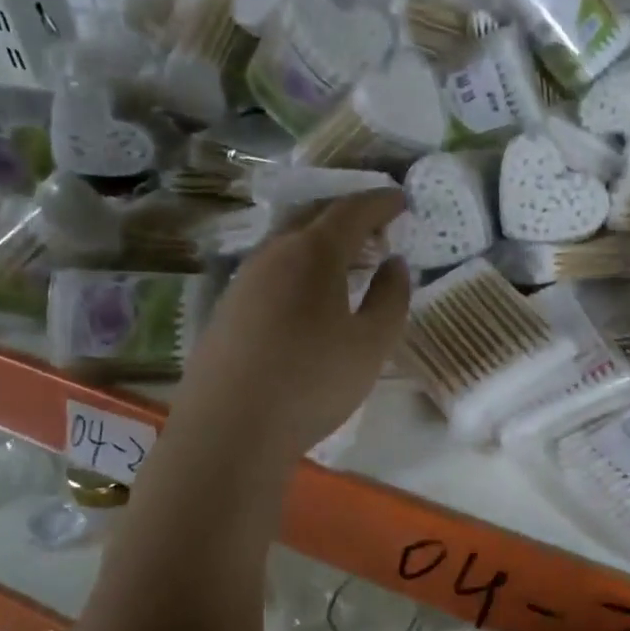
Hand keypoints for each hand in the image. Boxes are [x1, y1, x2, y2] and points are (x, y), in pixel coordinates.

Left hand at [178, 190, 410, 460]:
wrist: (228, 431)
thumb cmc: (311, 382)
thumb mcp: (371, 345)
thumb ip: (391, 298)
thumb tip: (395, 264)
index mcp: (312, 252)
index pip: (352, 210)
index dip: (381, 202)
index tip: (402, 199)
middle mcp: (273, 254)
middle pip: (313, 215)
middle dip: (349, 213)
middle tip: (376, 224)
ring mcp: (243, 279)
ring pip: (288, 241)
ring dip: (320, 239)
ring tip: (347, 257)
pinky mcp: (227, 308)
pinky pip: (271, 267)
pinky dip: (299, 264)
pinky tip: (308, 293)